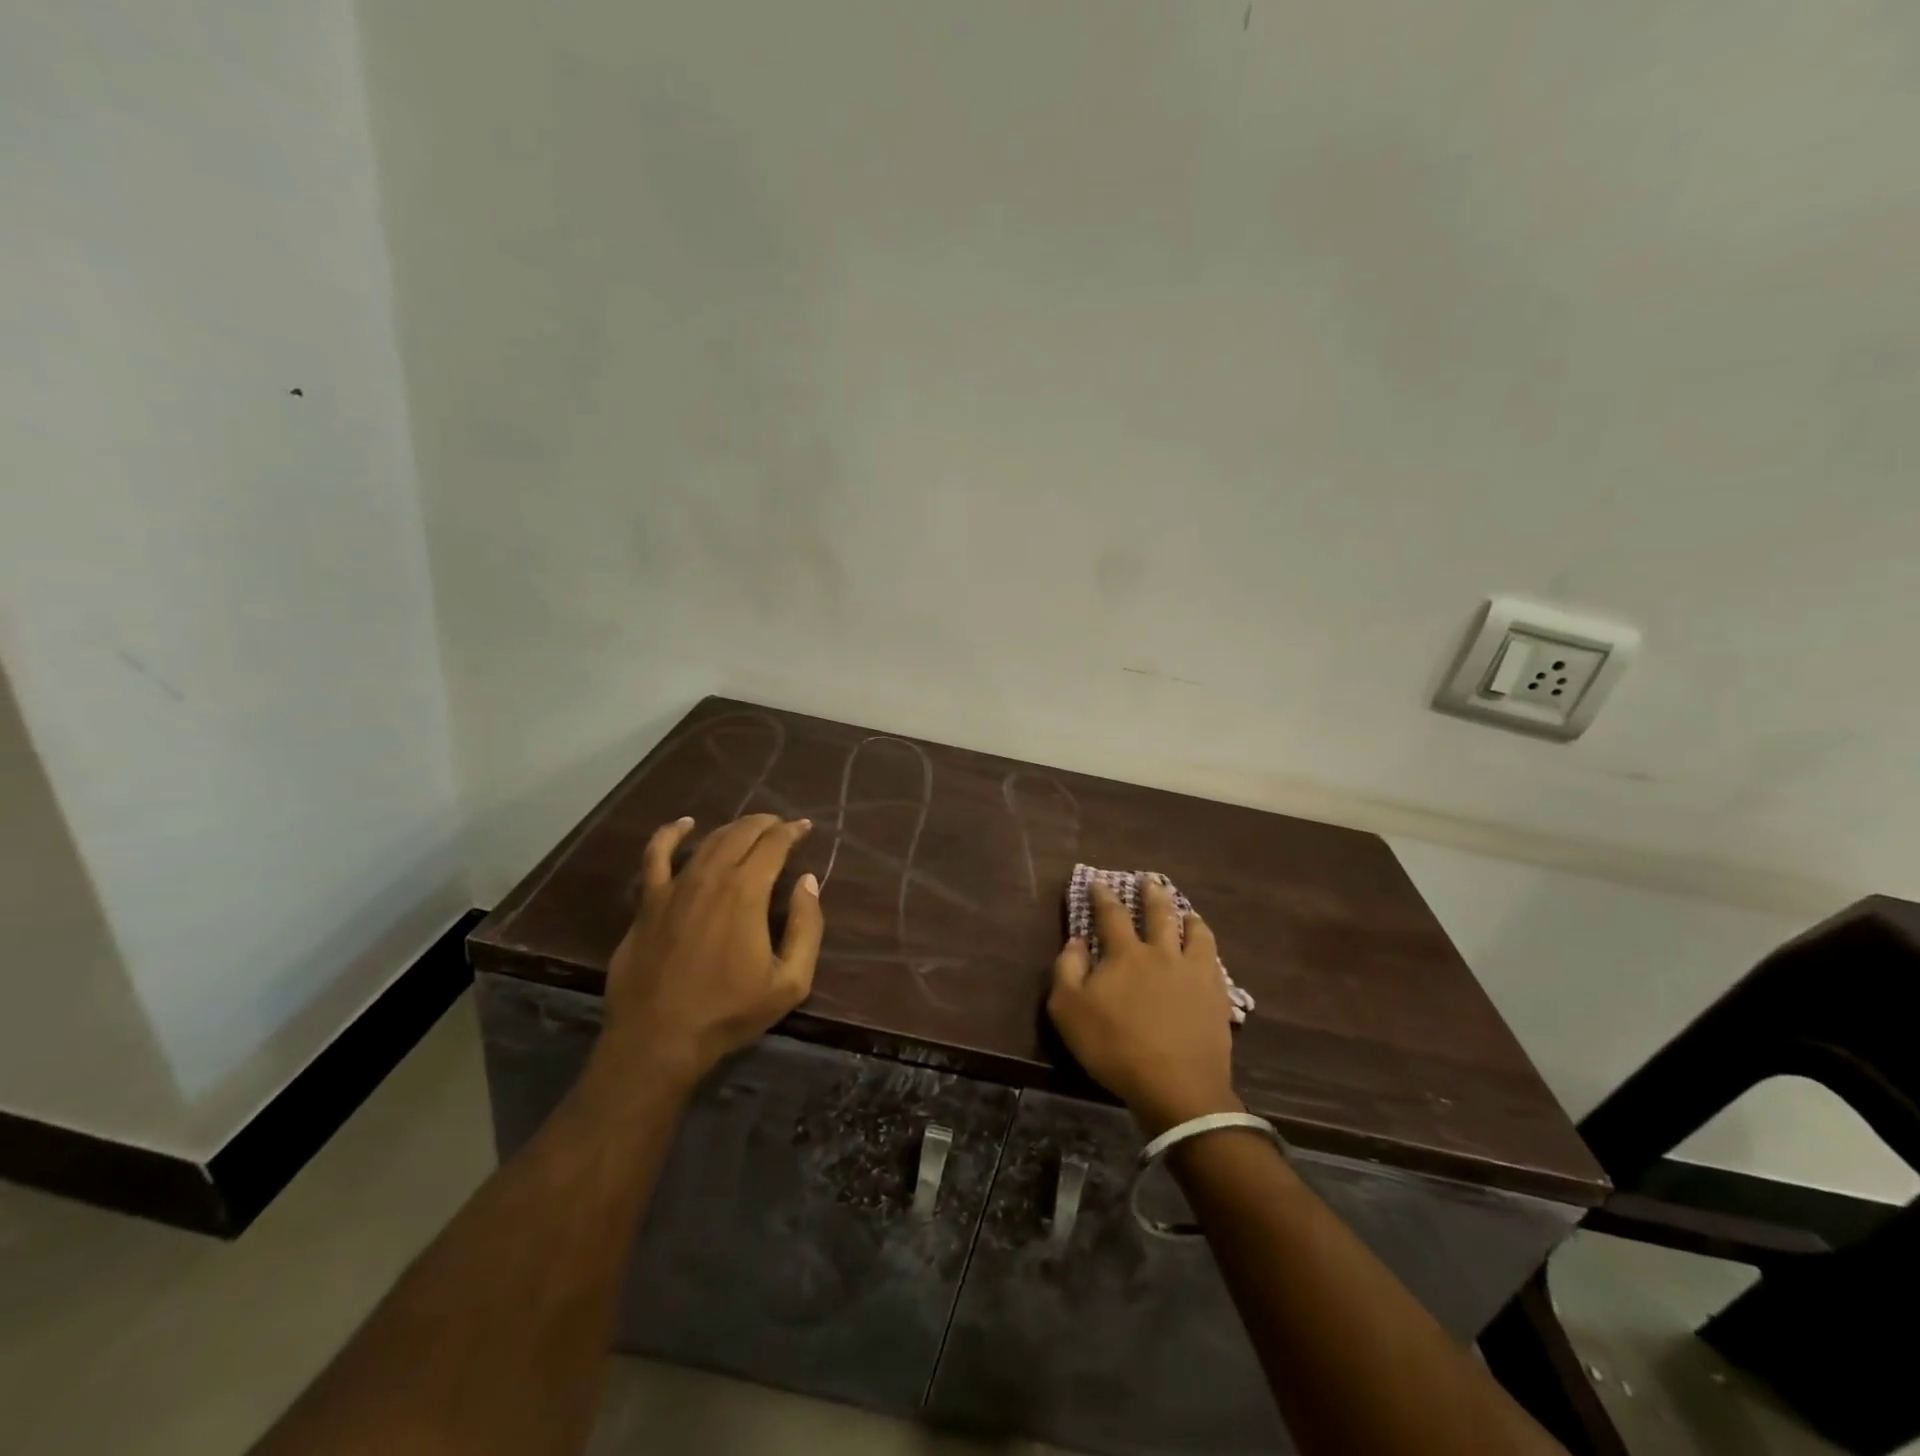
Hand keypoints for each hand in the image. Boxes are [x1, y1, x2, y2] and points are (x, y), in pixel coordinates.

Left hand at [598, 814, 822, 1091]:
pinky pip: (655, 856)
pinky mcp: (648, 902)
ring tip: (749, 829)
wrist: (658, 1040)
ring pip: (708, 841)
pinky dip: (670, 834)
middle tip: (781, 826)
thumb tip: (808, 881)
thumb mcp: (789, 981)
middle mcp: (711, 877)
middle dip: (766, 824)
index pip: (774, 844)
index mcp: (747, 892)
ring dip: (733, 829)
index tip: (804, 827)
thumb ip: (807, 927)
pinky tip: (684, 825)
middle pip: (741, 834)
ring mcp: (674, 887)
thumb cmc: (729, 1012)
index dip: (792, 831)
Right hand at [1047, 878, 1240, 1135]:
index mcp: (1126, 954)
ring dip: (1189, 917)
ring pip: (1196, 933)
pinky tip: (1208, 952)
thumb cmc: (1115, 1047)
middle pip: (1159, 914)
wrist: (1176, 1086)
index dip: (1103, 896)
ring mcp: (1194, 973)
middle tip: (1150, 880)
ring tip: (1188, 911)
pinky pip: (1215, 962)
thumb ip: (1067, 969)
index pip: (1111, 915)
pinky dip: (1208, 948)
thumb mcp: (1069, 1010)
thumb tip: (1076, 941)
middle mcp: (1162, 953)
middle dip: (1152, 894)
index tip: (1098, 881)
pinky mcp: (1217, 997)